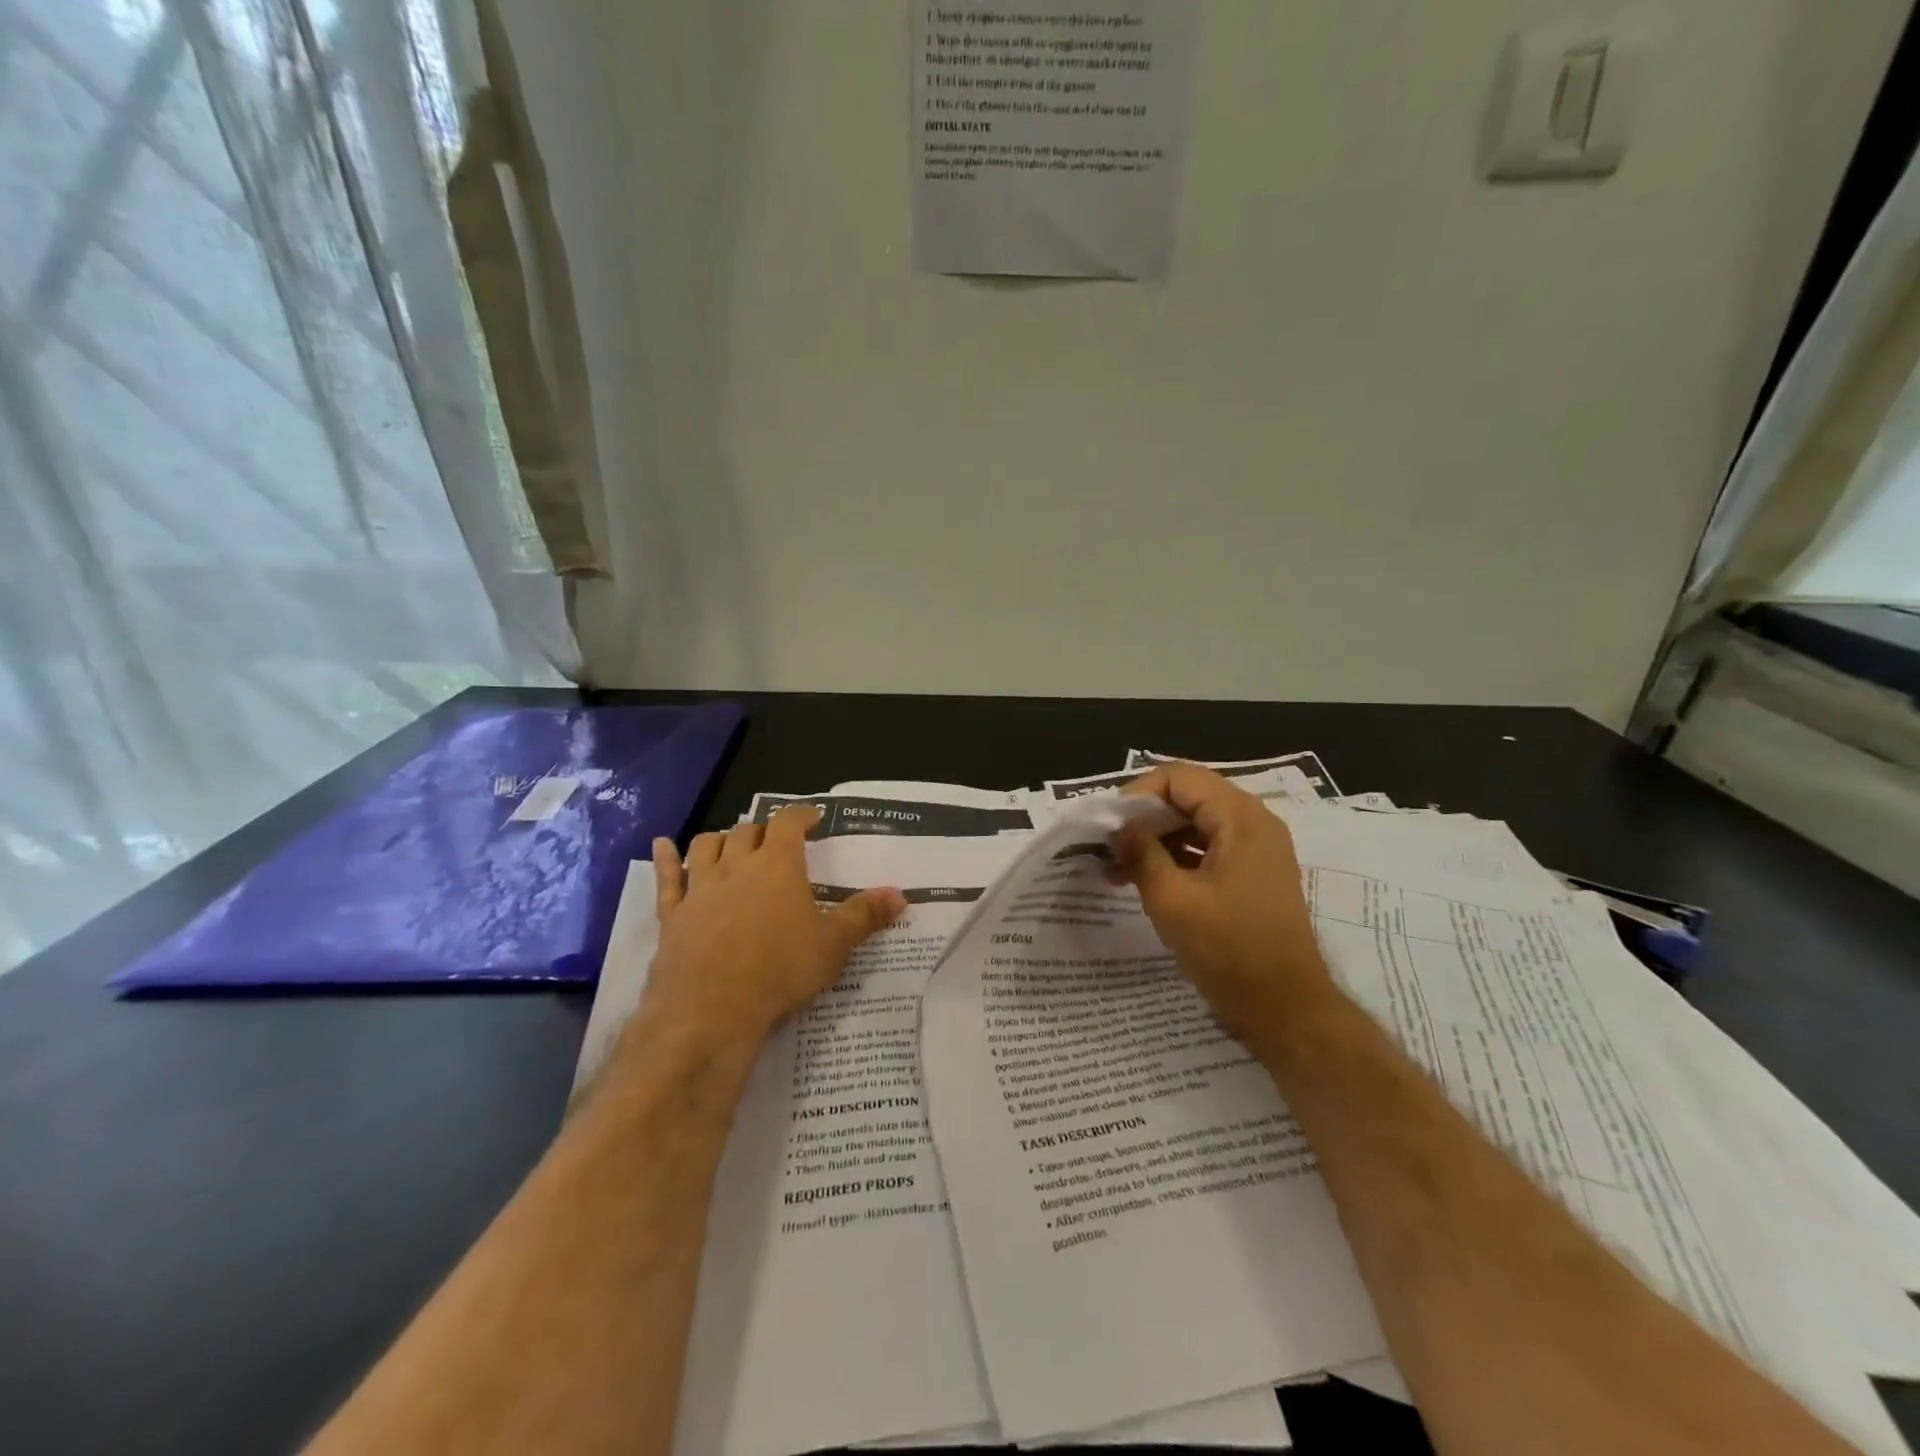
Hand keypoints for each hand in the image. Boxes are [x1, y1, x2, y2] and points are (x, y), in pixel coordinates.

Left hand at [637, 807, 905, 1054]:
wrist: (712, 1009)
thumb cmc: (780, 969)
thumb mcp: (834, 944)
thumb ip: (865, 915)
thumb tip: (901, 894)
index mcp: (778, 865)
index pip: (789, 822)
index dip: (801, 814)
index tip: (812, 818)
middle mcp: (736, 865)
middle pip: (748, 831)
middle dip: (764, 831)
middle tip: (777, 841)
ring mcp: (700, 887)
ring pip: (708, 845)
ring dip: (722, 839)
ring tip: (732, 844)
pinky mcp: (673, 913)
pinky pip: (668, 877)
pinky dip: (667, 858)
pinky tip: (663, 845)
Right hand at [1113, 765, 1333, 1048]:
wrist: (1286, 1009)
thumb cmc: (1229, 950)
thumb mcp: (1172, 900)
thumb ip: (1141, 853)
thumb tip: (1119, 827)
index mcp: (1239, 818)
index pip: (1178, 777)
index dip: (1138, 794)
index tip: (1110, 826)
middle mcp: (1253, 823)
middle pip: (1187, 797)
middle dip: (1143, 819)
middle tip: (1107, 846)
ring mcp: (1255, 850)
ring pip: (1194, 824)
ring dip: (1155, 841)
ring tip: (1115, 869)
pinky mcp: (1251, 875)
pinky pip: (1206, 849)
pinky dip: (1174, 859)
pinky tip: (1141, 881)